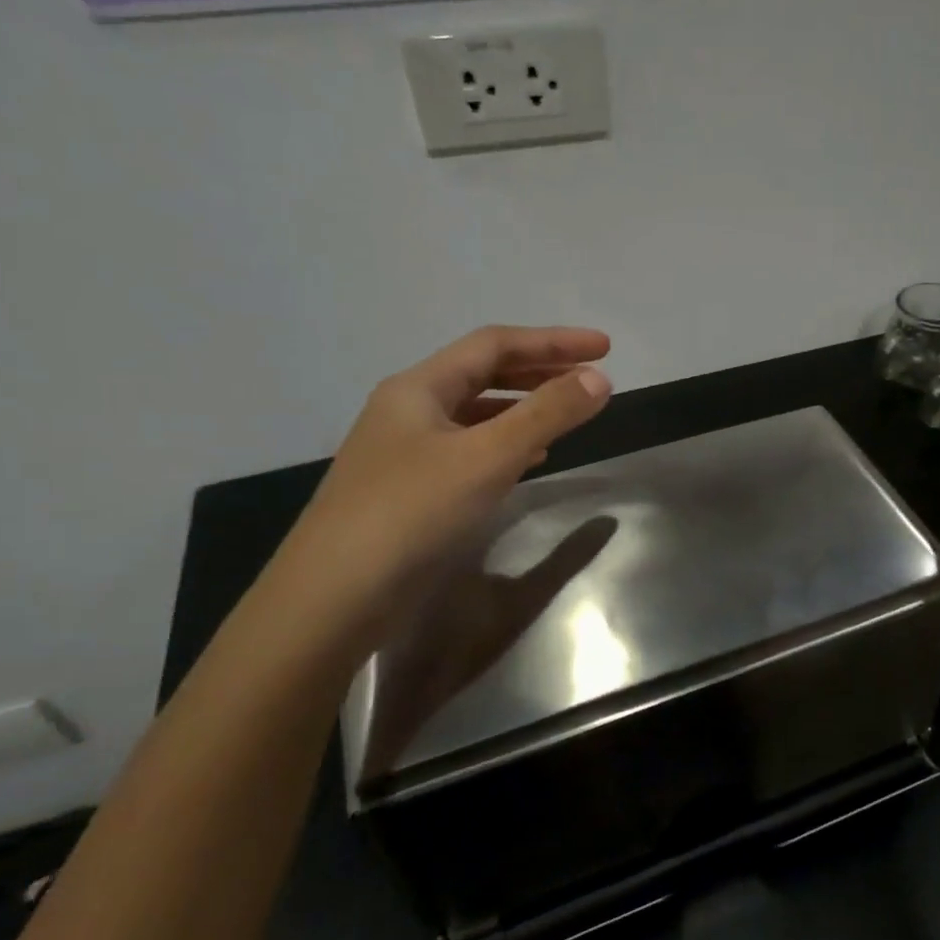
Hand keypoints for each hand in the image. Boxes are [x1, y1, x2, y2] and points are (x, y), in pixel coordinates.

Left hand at [287, 326, 612, 620]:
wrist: (334, 597)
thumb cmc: (412, 513)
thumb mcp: (488, 457)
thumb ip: (546, 415)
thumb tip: (598, 378)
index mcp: (419, 388)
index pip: (494, 345)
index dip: (553, 341)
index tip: (605, 348)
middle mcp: (409, 411)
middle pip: (483, 375)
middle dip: (540, 371)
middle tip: (590, 378)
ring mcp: (406, 453)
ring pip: (476, 415)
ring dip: (524, 408)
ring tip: (567, 415)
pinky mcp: (411, 492)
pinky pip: (469, 451)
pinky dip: (506, 446)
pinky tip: (529, 462)